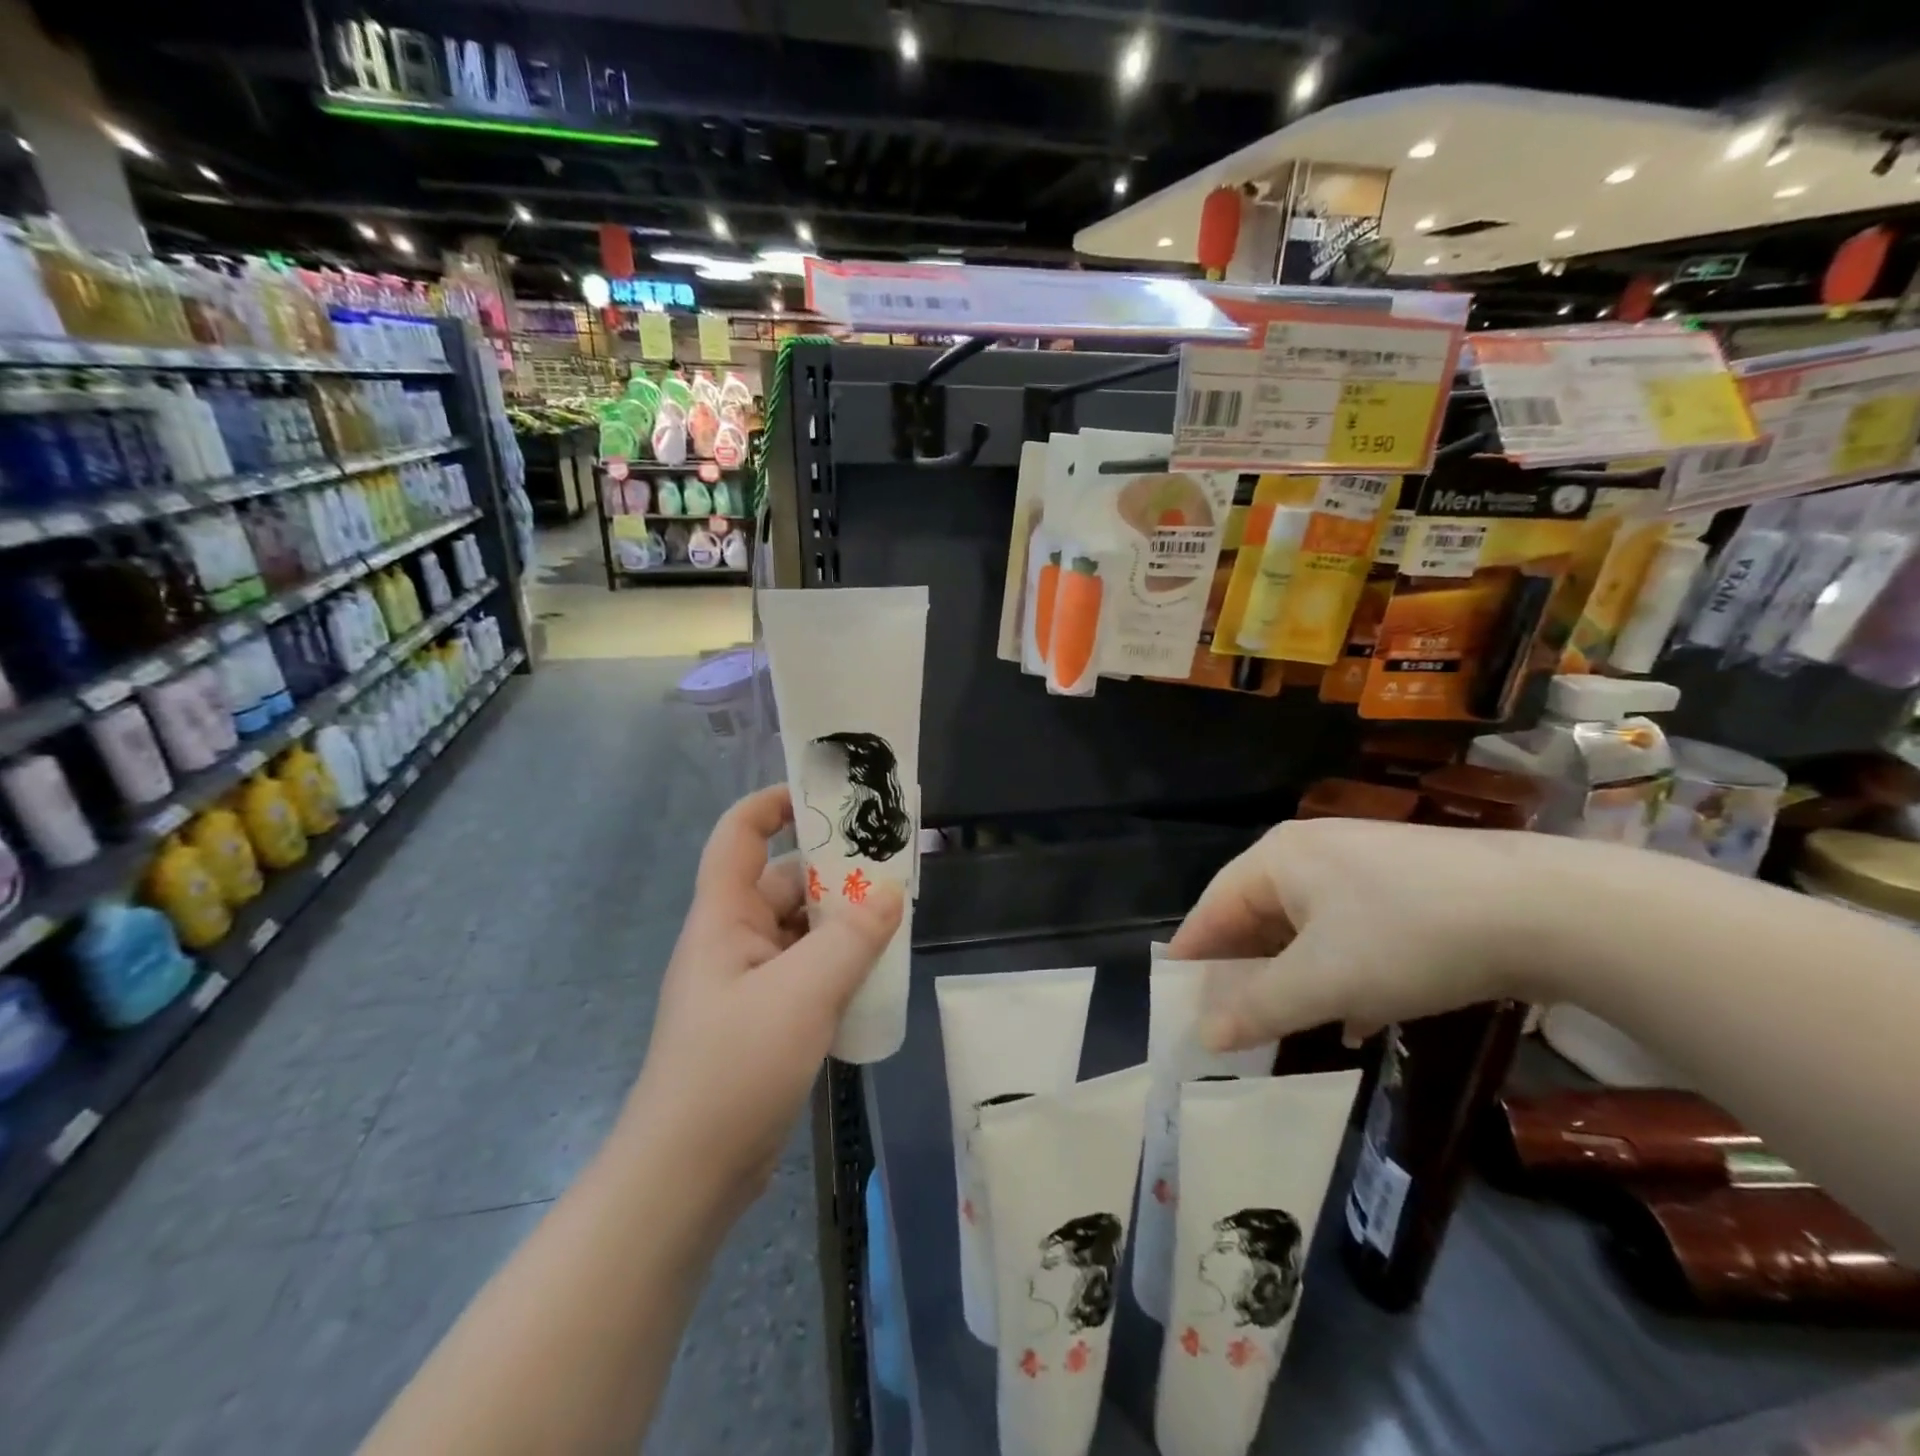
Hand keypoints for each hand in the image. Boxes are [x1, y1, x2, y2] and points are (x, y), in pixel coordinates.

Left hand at [625, 786, 902, 1210]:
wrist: (689, 1175)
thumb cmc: (734, 1066)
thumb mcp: (802, 993)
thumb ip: (851, 938)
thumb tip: (891, 892)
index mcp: (724, 916)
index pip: (739, 833)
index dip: (775, 803)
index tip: (829, 796)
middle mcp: (734, 940)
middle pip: (783, 881)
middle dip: (834, 871)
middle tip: (891, 865)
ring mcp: (749, 982)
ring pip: (801, 930)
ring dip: (843, 922)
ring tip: (897, 915)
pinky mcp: (765, 1020)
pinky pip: (807, 971)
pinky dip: (840, 964)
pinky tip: (877, 973)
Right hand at [1166, 818, 1546, 1052]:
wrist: (1548, 909)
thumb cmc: (1408, 936)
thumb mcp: (1323, 980)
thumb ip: (1257, 1009)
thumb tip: (1204, 1037)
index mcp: (1278, 859)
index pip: (1214, 906)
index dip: (1193, 953)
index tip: (1174, 996)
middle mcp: (1312, 853)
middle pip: (1258, 915)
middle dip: (1245, 971)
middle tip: (1228, 1019)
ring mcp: (1363, 867)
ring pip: (1308, 928)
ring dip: (1294, 978)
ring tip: (1286, 1026)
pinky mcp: (1407, 888)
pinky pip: (1350, 932)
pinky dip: (1340, 973)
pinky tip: (1354, 1014)